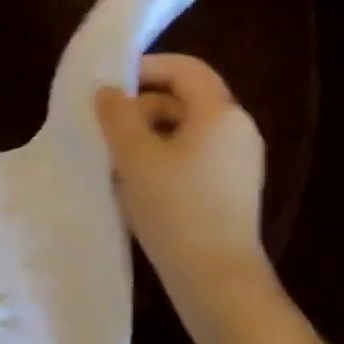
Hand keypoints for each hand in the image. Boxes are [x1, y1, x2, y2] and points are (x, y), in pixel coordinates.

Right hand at [95, 54, 270, 313]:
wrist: (215, 276)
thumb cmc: (175, 208)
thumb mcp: (135, 157)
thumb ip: (118, 116)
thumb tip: (109, 92)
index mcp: (220, 113)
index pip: (186, 69)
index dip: (147, 68)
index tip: (111, 84)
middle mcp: (237, 130)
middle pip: (184, 101)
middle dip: (142, 109)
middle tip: (105, 132)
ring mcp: (237, 162)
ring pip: (185, 133)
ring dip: (148, 139)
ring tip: (115, 163)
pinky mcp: (230, 190)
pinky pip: (192, 159)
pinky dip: (163, 161)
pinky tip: (137, 188)